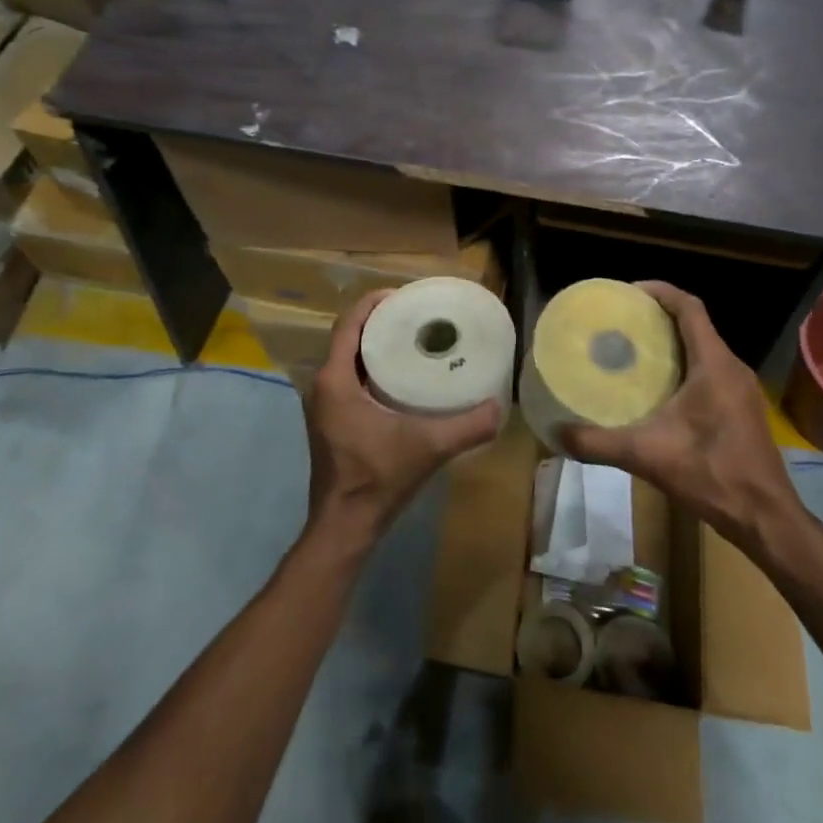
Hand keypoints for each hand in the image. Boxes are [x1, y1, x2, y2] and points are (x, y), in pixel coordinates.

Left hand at [301, 289, 502, 554]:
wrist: (345, 526)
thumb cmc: (376, 479)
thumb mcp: (427, 447)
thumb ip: (467, 427)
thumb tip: (499, 406)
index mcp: (334, 380)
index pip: (349, 323)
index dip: (373, 302)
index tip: (404, 295)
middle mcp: (324, 385)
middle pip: (350, 337)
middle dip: (380, 320)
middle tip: (417, 314)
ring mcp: (325, 404)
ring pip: (349, 358)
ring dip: (375, 344)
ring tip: (413, 337)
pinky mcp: (333, 420)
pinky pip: (350, 378)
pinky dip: (372, 367)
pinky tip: (402, 376)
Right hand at [556, 281, 804, 553]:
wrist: (765, 519)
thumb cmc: (712, 475)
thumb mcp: (647, 456)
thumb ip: (599, 444)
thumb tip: (556, 434)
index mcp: (714, 364)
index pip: (690, 307)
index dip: (660, 291)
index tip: (628, 292)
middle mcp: (732, 368)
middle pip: (696, 324)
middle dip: (660, 316)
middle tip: (622, 322)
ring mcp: (742, 389)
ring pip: (705, 348)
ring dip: (673, 342)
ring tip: (634, 350)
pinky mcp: (743, 408)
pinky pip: (711, 370)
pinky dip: (685, 365)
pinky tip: (660, 388)